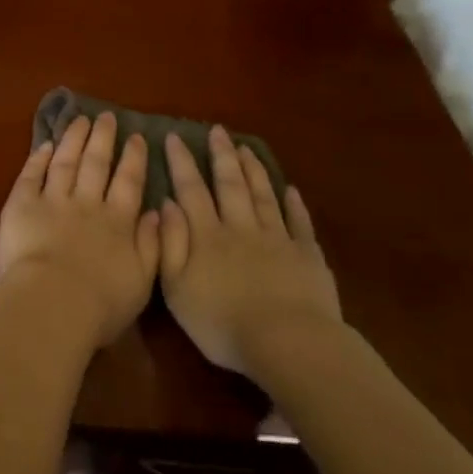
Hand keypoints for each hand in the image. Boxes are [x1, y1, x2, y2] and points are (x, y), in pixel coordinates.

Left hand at [0, 114, 160, 347]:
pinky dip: (38, 157)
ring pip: (65, 161)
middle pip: (96, 163)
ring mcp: (52, 199)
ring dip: (74, 139)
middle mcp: (87, 203)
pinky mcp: (21, 204)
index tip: (137, 138)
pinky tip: (44, 144)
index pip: (129, 182)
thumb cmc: (100, 303)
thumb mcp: (142, 281)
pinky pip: (31, 174)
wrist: (52, 303)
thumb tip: (157, 212)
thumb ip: (152, 244)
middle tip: (107, 117)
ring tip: (80, 120)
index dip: (134, 159)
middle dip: (103, 138)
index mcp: (117, 222)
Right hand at [159, 127, 341, 377]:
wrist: (287, 343)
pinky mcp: (307, 256)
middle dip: (221, 156)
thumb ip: (170, 243)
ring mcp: (277, 239)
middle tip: (217, 131)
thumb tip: (165, 203)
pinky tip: (290, 190)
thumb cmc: (222, 322)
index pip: (190, 190)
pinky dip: (294, 204)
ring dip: (253, 170)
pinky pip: (299, 223)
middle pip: (230, 185)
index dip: (181, 162)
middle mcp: (240, 228)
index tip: (174, 136)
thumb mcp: (177, 288)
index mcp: (207, 236)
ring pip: (263, 196)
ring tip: (246, 148)